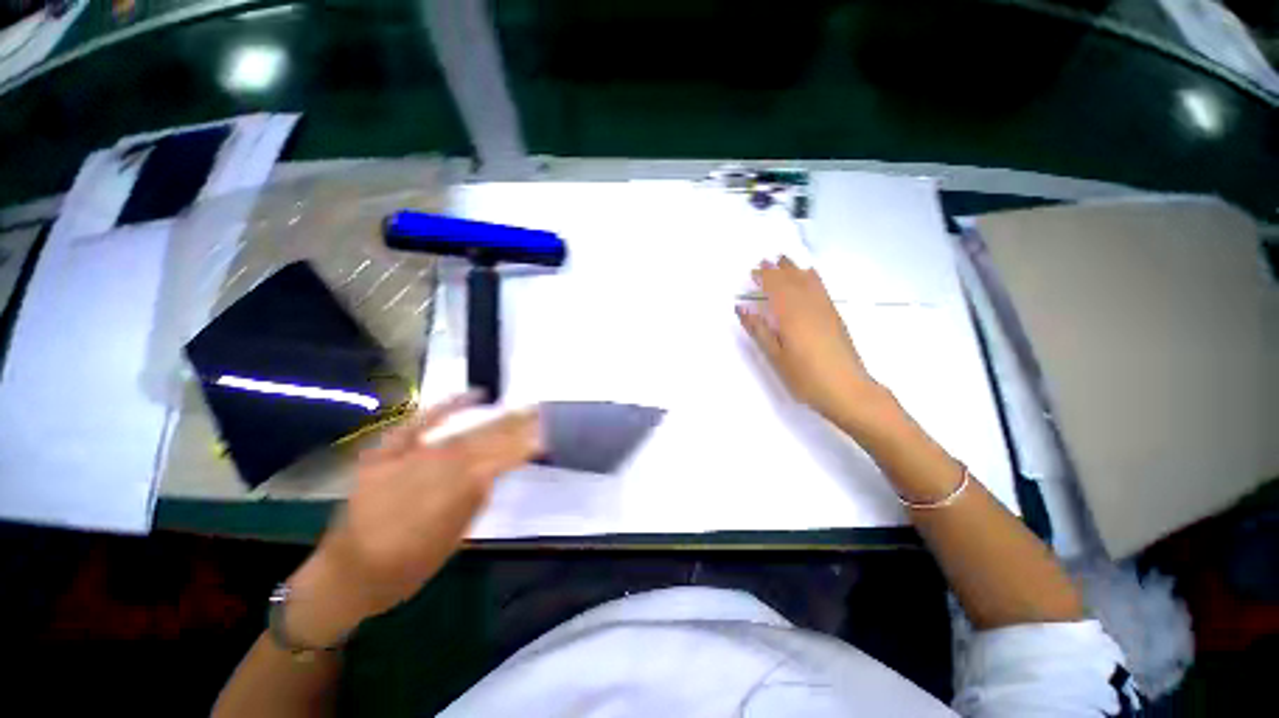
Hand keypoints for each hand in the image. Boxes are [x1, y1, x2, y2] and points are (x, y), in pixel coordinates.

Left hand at [283, 394, 541, 646]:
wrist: (345, 574)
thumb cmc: (403, 570)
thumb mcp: (448, 545)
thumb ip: (472, 504)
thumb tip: (492, 473)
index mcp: (448, 499)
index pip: (495, 464)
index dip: (521, 447)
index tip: (544, 435)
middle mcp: (429, 472)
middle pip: (481, 443)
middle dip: (514, 427)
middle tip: (539, 414)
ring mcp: (407, 457)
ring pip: (460, 434)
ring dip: (493, 421)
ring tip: (519, 409)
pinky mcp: (387, 451)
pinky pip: (419, 423)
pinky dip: (447, 406)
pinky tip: (475, 395)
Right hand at [737, 257, 886, 427]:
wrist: (847, 390)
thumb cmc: (805, 377)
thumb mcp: (775, 356)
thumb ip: (758, 330)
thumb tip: (741, 308)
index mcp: (790, 315)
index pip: (775, 287)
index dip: (764, 277)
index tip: (753, 271)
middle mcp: (808, 306)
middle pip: (792, 280)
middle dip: (777, 269)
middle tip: (765, 261)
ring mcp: (825, 309)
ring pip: (808, 281)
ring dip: (794, 269)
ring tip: (784, 260)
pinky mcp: (835, 316)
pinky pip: (821, 288)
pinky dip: (812, 277)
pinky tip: (810, 275)